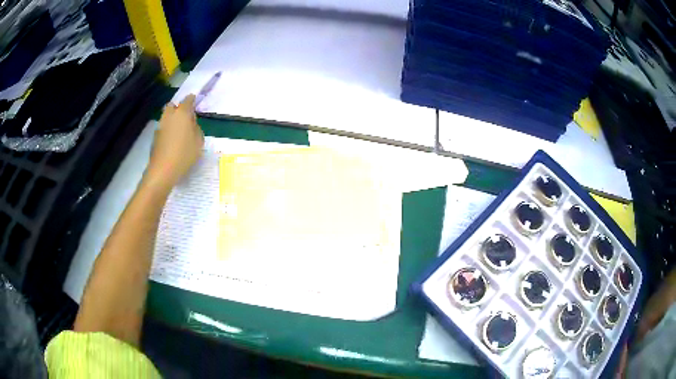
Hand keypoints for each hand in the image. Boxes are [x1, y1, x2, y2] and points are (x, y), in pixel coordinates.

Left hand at [146, 94, 203, 190]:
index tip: (195, 102)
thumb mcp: (198, 141)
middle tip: (185, 117)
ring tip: (179, 131)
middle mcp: (169, 116)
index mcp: (182, 113)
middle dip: (178, 108)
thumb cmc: (184, 154)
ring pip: (166, 117)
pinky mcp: (155, 137)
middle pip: (172, 106)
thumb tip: (191, 124)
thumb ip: (196, 129)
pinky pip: (163, 128)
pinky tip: (172, 142)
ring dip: (172, 120)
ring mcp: (160, 126)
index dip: (192, 100)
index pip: (188, 100)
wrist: (163, 170)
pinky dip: (168, 131)